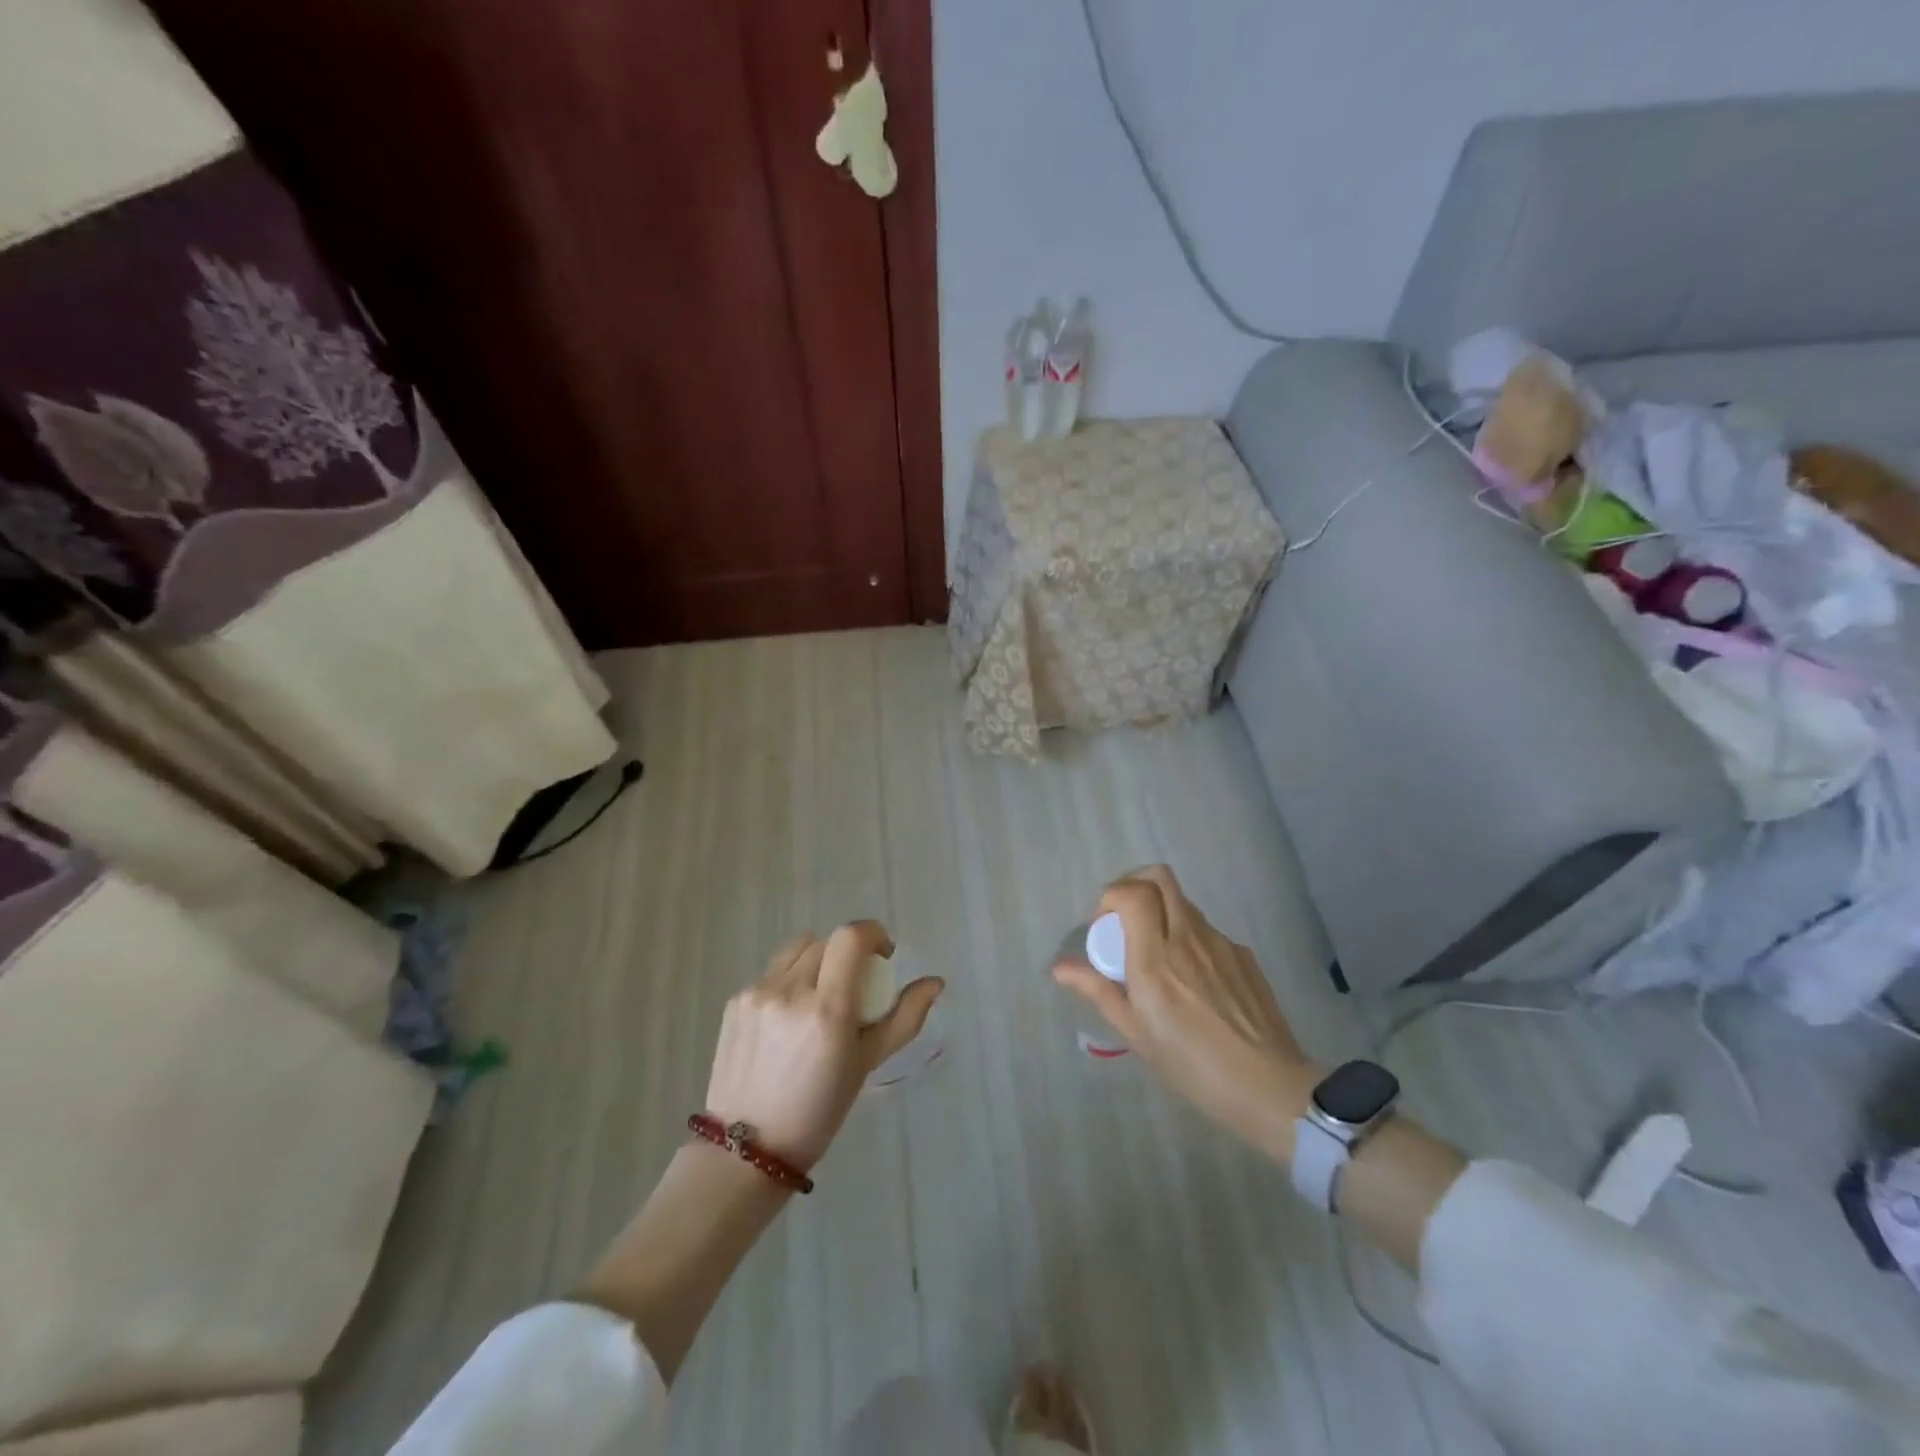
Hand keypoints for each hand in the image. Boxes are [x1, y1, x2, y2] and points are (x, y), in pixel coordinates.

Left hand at [705, 921, 942, 1170]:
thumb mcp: (867, 1063)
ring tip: (820, 997)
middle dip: (848, 954)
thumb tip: (935, 982)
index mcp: (827, 1009)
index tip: (883, 956)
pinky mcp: (734, 1001)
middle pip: (828, 941)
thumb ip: (904, 1018)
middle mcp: (789, 991)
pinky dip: (790, 981)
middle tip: (855, 987)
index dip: (873, 934)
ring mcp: (757, 993)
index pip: (851, 937)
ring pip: (798, 950)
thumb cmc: (818, 1111)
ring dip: (818, 961)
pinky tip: (789, 1020)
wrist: (746, 1150)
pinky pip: (772, 972)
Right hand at [1053, 866, 1316, 1157]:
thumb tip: (1060, 967)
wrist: (1269, 1088)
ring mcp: (1220, 943)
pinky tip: (1194, 981)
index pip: (1133, 892)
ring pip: (1184, 904)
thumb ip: (1098, 990)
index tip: (1103, 927)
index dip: (1111, 897)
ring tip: (1158, 957)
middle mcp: (1188, 938)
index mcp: (1156, 958)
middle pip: (1160, 877)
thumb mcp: (1136, 1033)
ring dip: (1162, 914)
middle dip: (1135, 885)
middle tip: (1124, 921)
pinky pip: (1207, 931)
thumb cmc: (1192, 1065)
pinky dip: (1189, 939)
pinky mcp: (1243, 955)